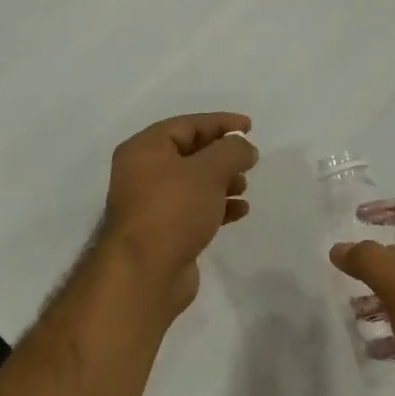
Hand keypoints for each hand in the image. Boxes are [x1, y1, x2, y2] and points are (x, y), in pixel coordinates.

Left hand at [101, 113, 257, 318]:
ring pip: (194, 183)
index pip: (187, 125)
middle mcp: (144, 173)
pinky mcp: (165, 231)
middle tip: (249, 161)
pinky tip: (240, 211)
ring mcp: (153, 205)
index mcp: (145, 149)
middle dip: (222, 155)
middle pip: (190, 153)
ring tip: (244, 186)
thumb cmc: (173, 210)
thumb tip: (244, 147)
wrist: (146, 272)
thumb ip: (232, 151)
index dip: (220, 123)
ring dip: (222, 181)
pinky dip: (218, 206)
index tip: (250, 127)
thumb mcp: (208, 171)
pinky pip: (195, 209)